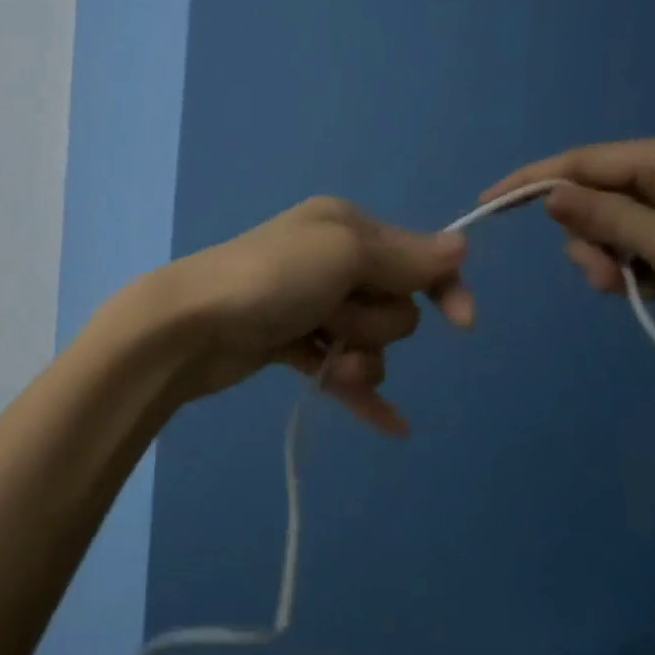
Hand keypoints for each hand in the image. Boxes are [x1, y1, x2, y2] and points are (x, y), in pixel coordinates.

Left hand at [141, 196, 474, 437]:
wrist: (192, 325)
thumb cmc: (272, 279)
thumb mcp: (343, 253)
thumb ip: (404, 256)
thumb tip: (459, 247)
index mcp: (343, 227)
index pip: (415, 256)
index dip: (443, 287)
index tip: (463, 324)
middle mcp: (328, 260)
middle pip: (393, 304)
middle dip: (374, 321)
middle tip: (333, 317)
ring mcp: (307, 306)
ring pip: (369, 343)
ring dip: (359, 358)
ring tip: (324, 356)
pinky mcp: (288, 345)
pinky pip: (339, 371)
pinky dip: (360, 393)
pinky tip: (392, 427)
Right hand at [481, 132, 654, 370]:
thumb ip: (603, 218)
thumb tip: (548, 193)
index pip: (585, 162)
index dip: (532, 181)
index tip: (486, 204)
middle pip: (599, 197)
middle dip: (589, 238)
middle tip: (606, 279)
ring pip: (617, 228)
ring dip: (612, 260)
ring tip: (636, 293)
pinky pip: (643, 248)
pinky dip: (636, 271)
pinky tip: (654, 294)